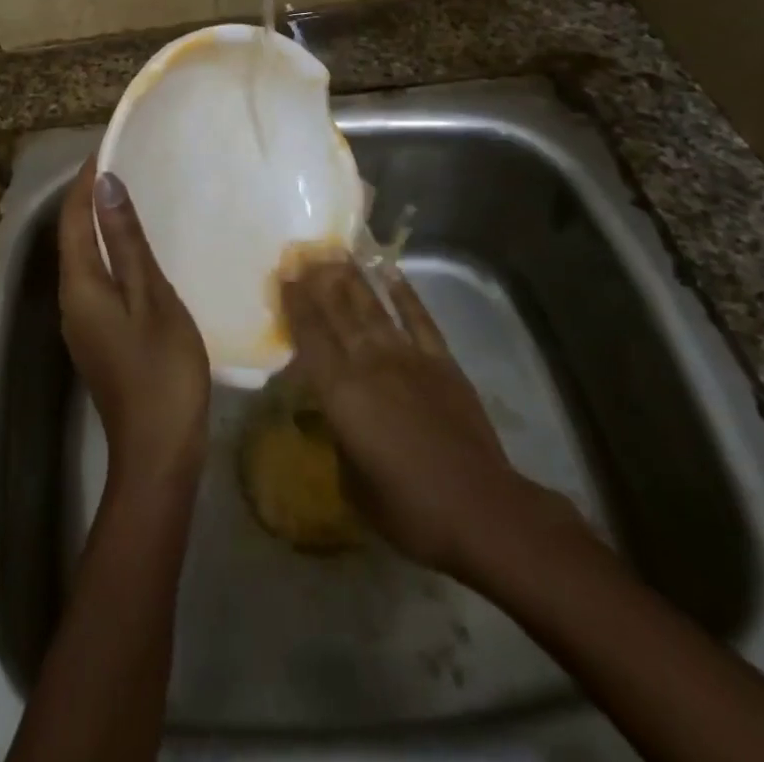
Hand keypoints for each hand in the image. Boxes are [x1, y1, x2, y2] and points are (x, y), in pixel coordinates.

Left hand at [58, 157, 210, 493]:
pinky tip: (139, 249)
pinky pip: (98, 278)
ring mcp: (83, 322)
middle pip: (74, 236)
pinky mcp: (99, 336)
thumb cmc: (161, 371)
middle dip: (92, 197)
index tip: (110, 146)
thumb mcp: (151, 298)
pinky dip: (112, 251)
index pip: (74, 218)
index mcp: (80, 285)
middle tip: (127, 164)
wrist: (158, 453)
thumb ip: (127, 241)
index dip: (86, 180)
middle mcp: (71, 299)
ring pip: (85, 258)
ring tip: (135, 195)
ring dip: (102, 224)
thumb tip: (105, 185)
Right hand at [281, 260, 588, 581]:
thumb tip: (337, 415)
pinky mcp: (441, 361)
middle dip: (318, 281)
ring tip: (337, 254)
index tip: (284, 277)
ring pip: (373, 308)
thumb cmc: (408, 508)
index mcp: (340, 393)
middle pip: (338, 313)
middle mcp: (369, 363)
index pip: (309, 337)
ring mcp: (408, 357)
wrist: (479, 509)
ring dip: (353, 279)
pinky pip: (419, 319)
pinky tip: (391, 273)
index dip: (295, 305)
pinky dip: (404, 294)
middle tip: (304, 254)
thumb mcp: (354, 481)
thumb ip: (339, 437)